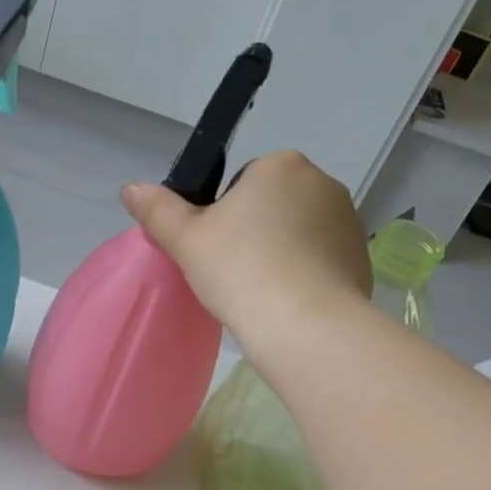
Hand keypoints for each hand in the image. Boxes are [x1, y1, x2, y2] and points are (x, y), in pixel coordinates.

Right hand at [121, 151, 371, 337]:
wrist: (303, 324)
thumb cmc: (239, 270)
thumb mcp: (185, 240)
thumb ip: (158, 210)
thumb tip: (130, 188)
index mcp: (279, 165)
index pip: (241, 183)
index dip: (222, 216)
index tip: (215, 250)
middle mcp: (321, 182)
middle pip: (272, 205)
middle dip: (254, 232)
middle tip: (233, 272)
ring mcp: (347, 219)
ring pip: (298, 232)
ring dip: (281, 252)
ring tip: (261, 291)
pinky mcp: (360, 256)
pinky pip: (321, 259)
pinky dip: (304, 275)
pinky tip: (288, 302)